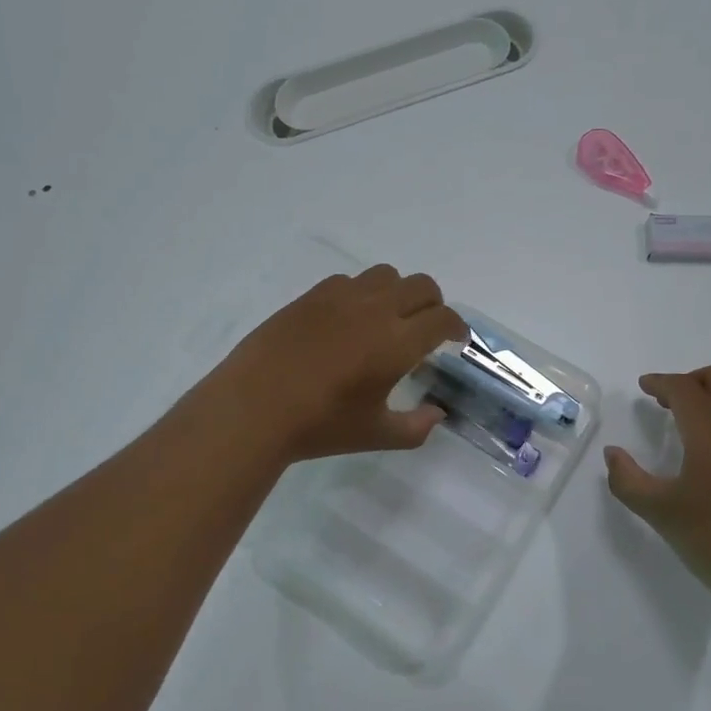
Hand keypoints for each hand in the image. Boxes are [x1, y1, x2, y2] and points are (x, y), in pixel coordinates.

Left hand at [212, 264, 467, 463]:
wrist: (254, 408)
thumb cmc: (320, 425)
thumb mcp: (375, 435)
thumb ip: (416, 427)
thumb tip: (436, 414)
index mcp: (397, 343)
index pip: (443, 319)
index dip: (456, 327)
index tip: (455, 340)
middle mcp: (376, 310)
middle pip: (422, 286)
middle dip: (434, 304)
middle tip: (427, 329)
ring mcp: (341, 298)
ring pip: (386, 275)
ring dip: (399, 292)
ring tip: (388, 318)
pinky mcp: (312, 296)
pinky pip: (350, 280)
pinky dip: (362, 293)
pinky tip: (349, 319)